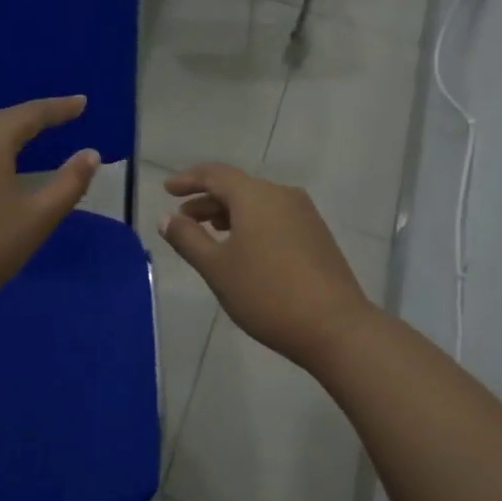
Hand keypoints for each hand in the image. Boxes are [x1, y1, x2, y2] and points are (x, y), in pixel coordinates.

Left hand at [0, 97, 99, 316]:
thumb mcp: (37, 219)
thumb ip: (69, 183)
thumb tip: (91, 154)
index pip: (32, 113)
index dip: (60, 108)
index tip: (82, 103)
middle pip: (2, 120)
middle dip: (33, 118)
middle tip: (61, 116)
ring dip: (7, 134)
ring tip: (31, 136)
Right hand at [160, 164, 376, 370]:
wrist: (334, 326)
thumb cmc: (266, 293)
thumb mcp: (217, 268)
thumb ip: (188, 239)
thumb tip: (167, 218)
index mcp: (256, 195)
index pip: (215, 174)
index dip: (189, 180)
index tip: (167, 190)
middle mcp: (282, 195)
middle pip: (237, 188)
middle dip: (207, 200)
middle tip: (182, 219)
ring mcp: (304, 215)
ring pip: (258, 204)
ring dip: (229, 214)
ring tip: (208, 234)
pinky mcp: (317, 235)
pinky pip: (275, 218)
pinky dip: (251, 225)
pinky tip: (243, 248)